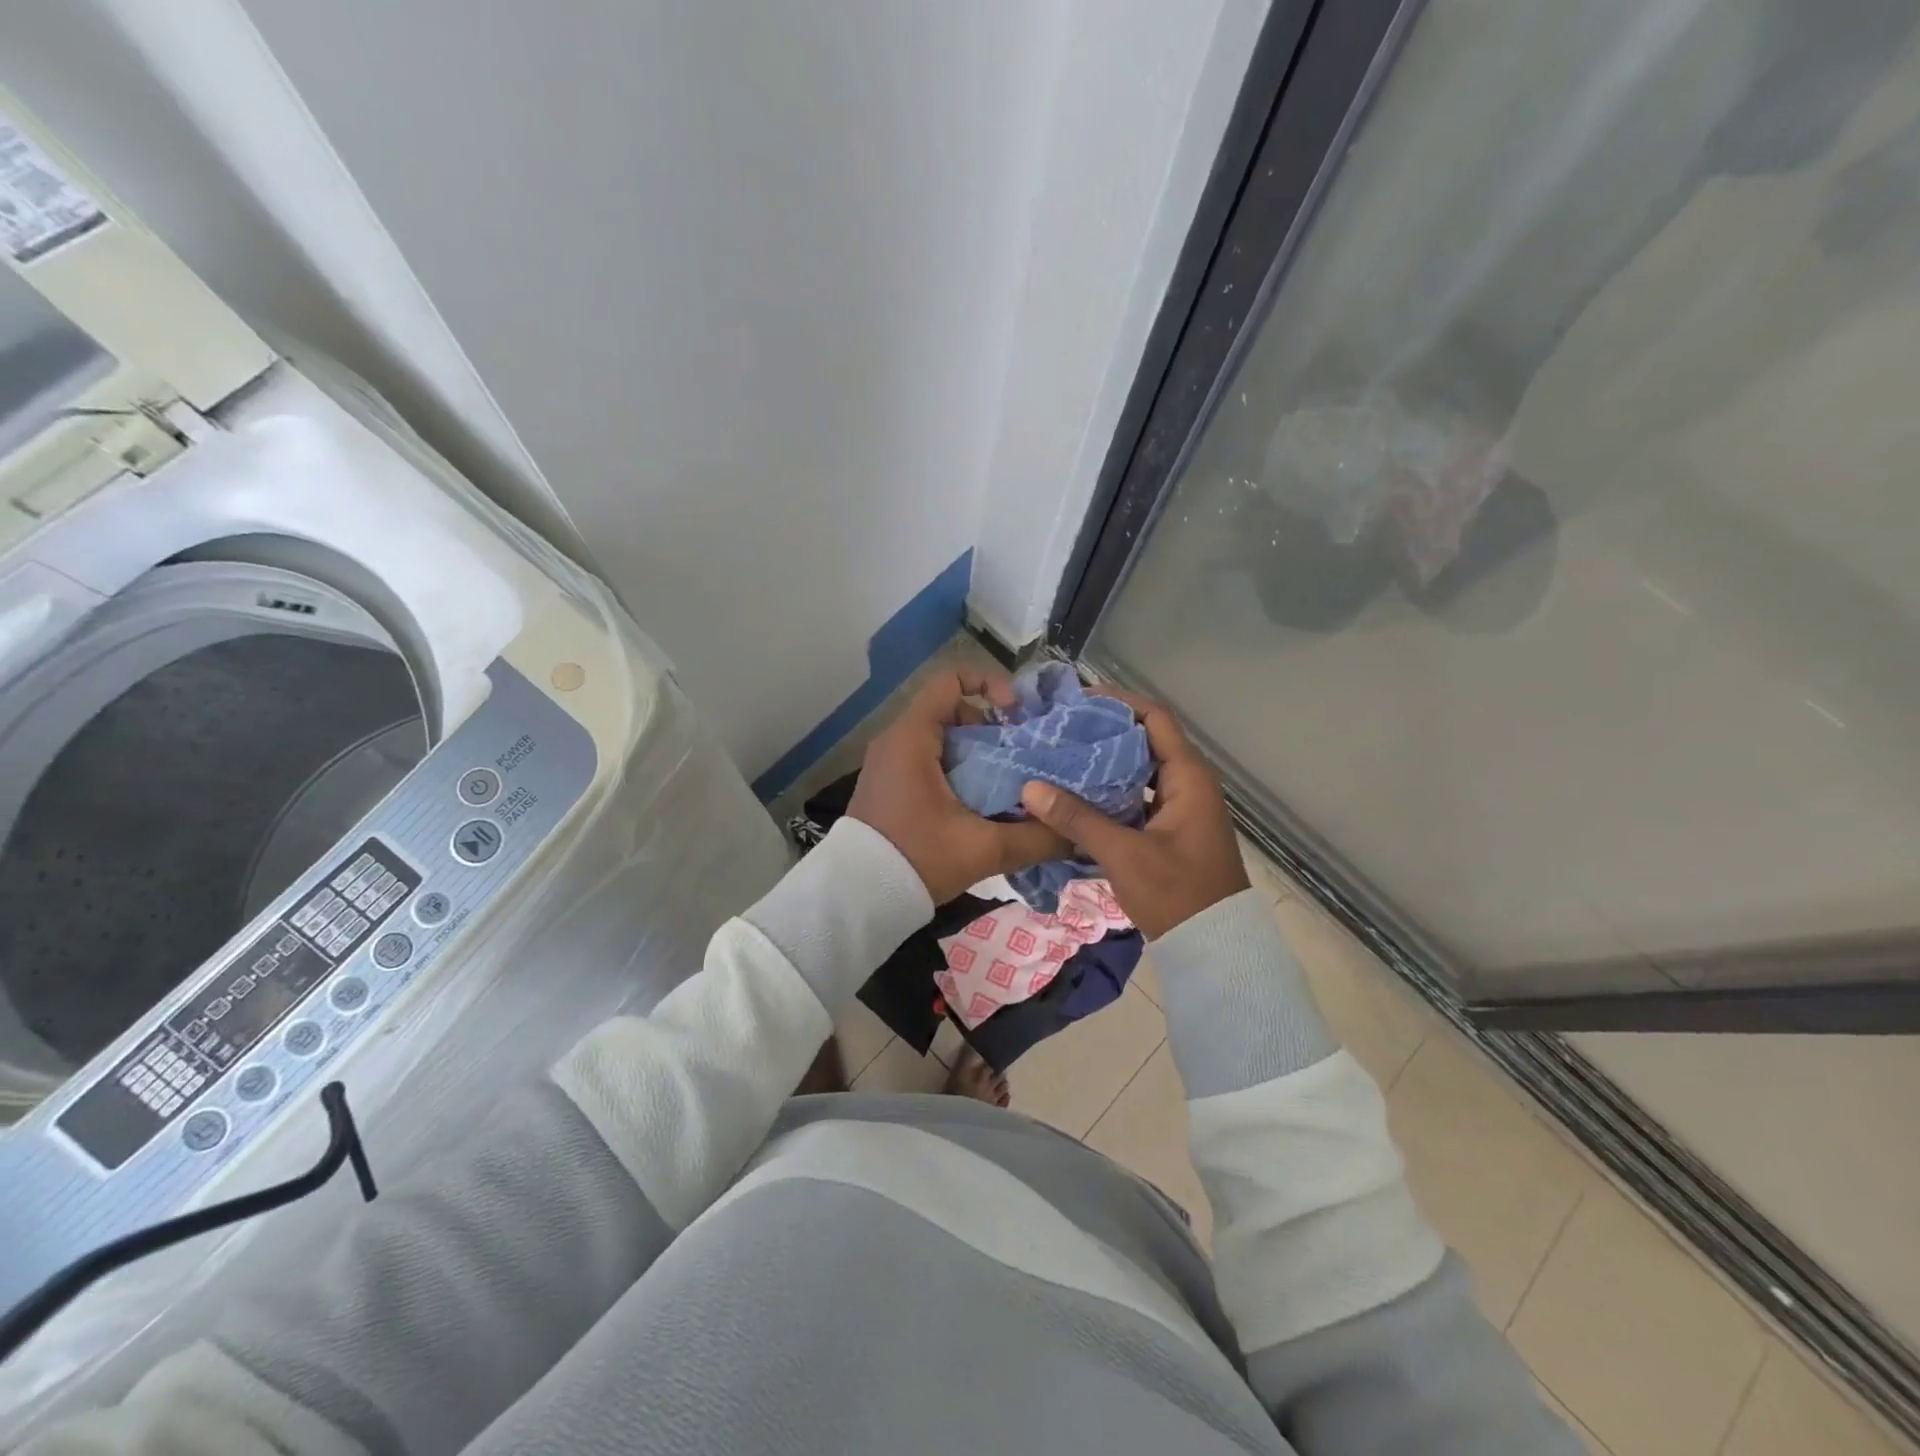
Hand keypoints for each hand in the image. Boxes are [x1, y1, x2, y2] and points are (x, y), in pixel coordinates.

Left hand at [847, 670, 1069, 904]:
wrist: (858, 898)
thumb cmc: (917, 859)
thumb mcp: (982, 849)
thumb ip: (1034, 838)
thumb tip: (1076, 833)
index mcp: (912, 738)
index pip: (950, 681)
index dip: (990, 685)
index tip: (1017, 716)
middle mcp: (896, 741)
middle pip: (953, 712)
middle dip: (992, 730)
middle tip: (1022, 758)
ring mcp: (889, 764)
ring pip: (943, 740)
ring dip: (978, 754)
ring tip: (1007, 783)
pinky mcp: (889, 786)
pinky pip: (928, 761)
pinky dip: (958, 770)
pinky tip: (981, 803)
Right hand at [1019, 689, 1247, 938]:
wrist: (1212, 946)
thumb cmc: (1176, 893)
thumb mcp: (1124, 854)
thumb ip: (1077, 819)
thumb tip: (1030, 788)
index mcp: (1189, 778)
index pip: (1155, 718)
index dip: (1120, 703)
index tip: (1079, 701)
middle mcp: (1188, 784)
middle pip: (1145, 740)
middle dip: (1105, 732)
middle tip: (1061, 730)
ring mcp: (1180, 807)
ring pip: (1139, 771)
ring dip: (1106, 764)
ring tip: (1062, 757)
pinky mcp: (1170, 829)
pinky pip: (1137, 797)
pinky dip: (1111, 792)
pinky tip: (1077, 797)